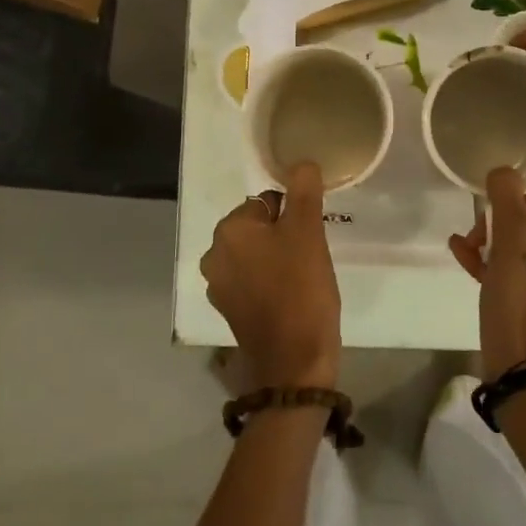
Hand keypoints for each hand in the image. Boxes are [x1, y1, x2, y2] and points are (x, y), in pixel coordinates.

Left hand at [201, 161, 341, 390]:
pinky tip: (290, 296)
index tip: (310, 236)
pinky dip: (269, 281)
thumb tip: (301, 162)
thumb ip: (304, 191)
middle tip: (309, 256)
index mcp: (229, 231)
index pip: (266, 201)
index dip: (293, 215)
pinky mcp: (229, 310)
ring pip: (256, 254)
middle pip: (259, 227)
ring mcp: (219, 286)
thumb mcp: (308, 232)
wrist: (295, 362)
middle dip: (284, 235)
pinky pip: (252, 280)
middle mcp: (215, 255)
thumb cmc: (301, 289)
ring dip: (277, 258)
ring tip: (302, 277)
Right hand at [449, 166, 525, 378]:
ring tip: (464, 252)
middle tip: (470, 242)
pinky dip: (500, 271)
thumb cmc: (521, 295)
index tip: (478, 225)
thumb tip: (503, 171)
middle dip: (494, 231)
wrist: (523, 368)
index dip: (500, 210)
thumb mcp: (511, 235)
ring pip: (525, 255)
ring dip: (492, 250)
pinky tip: (470, 266)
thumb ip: (506, 194)